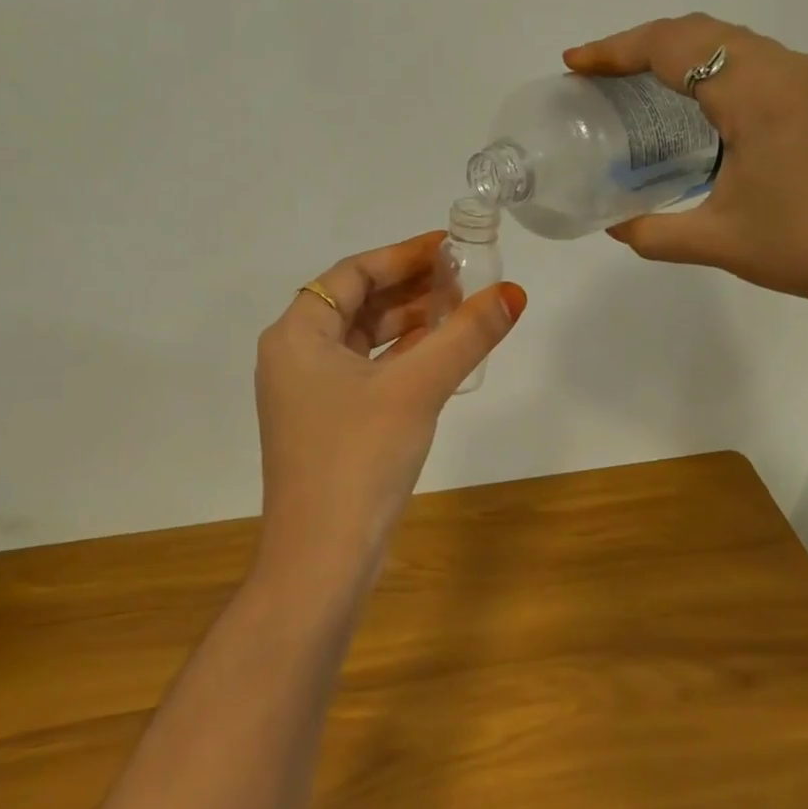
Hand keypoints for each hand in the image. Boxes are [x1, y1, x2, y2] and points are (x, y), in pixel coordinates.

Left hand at [254, 232, 526, 593]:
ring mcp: (307, 393)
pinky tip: (439, 355)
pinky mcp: (326, 424)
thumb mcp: (416, 388)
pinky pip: (365, 372)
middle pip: (357, 303)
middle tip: (464, 279)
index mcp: (297, 334)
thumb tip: (513, 293)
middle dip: (410, 289)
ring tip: (460, 310)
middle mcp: (294, 356)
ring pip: (363, 340)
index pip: (353, 273)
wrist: (321, 560)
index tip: (449, 248)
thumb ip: (465, 336)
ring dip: (408, 324)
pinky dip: (400, 359)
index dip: (402, 255)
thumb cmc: (359, 458)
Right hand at [566, 14, 807, 342]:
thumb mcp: (720, 242)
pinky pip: (766, 66)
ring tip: (647, 88)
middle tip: (603, 74)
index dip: (615, 50)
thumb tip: (616, 226)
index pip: (671, 47)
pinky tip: (712, 115)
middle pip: (703, 33)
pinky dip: (722, 72)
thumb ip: (655, 232)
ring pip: (739, 46)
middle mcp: (789, 71)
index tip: (575, 63)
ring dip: (686, 55)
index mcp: (755, 94)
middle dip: (644, 44)